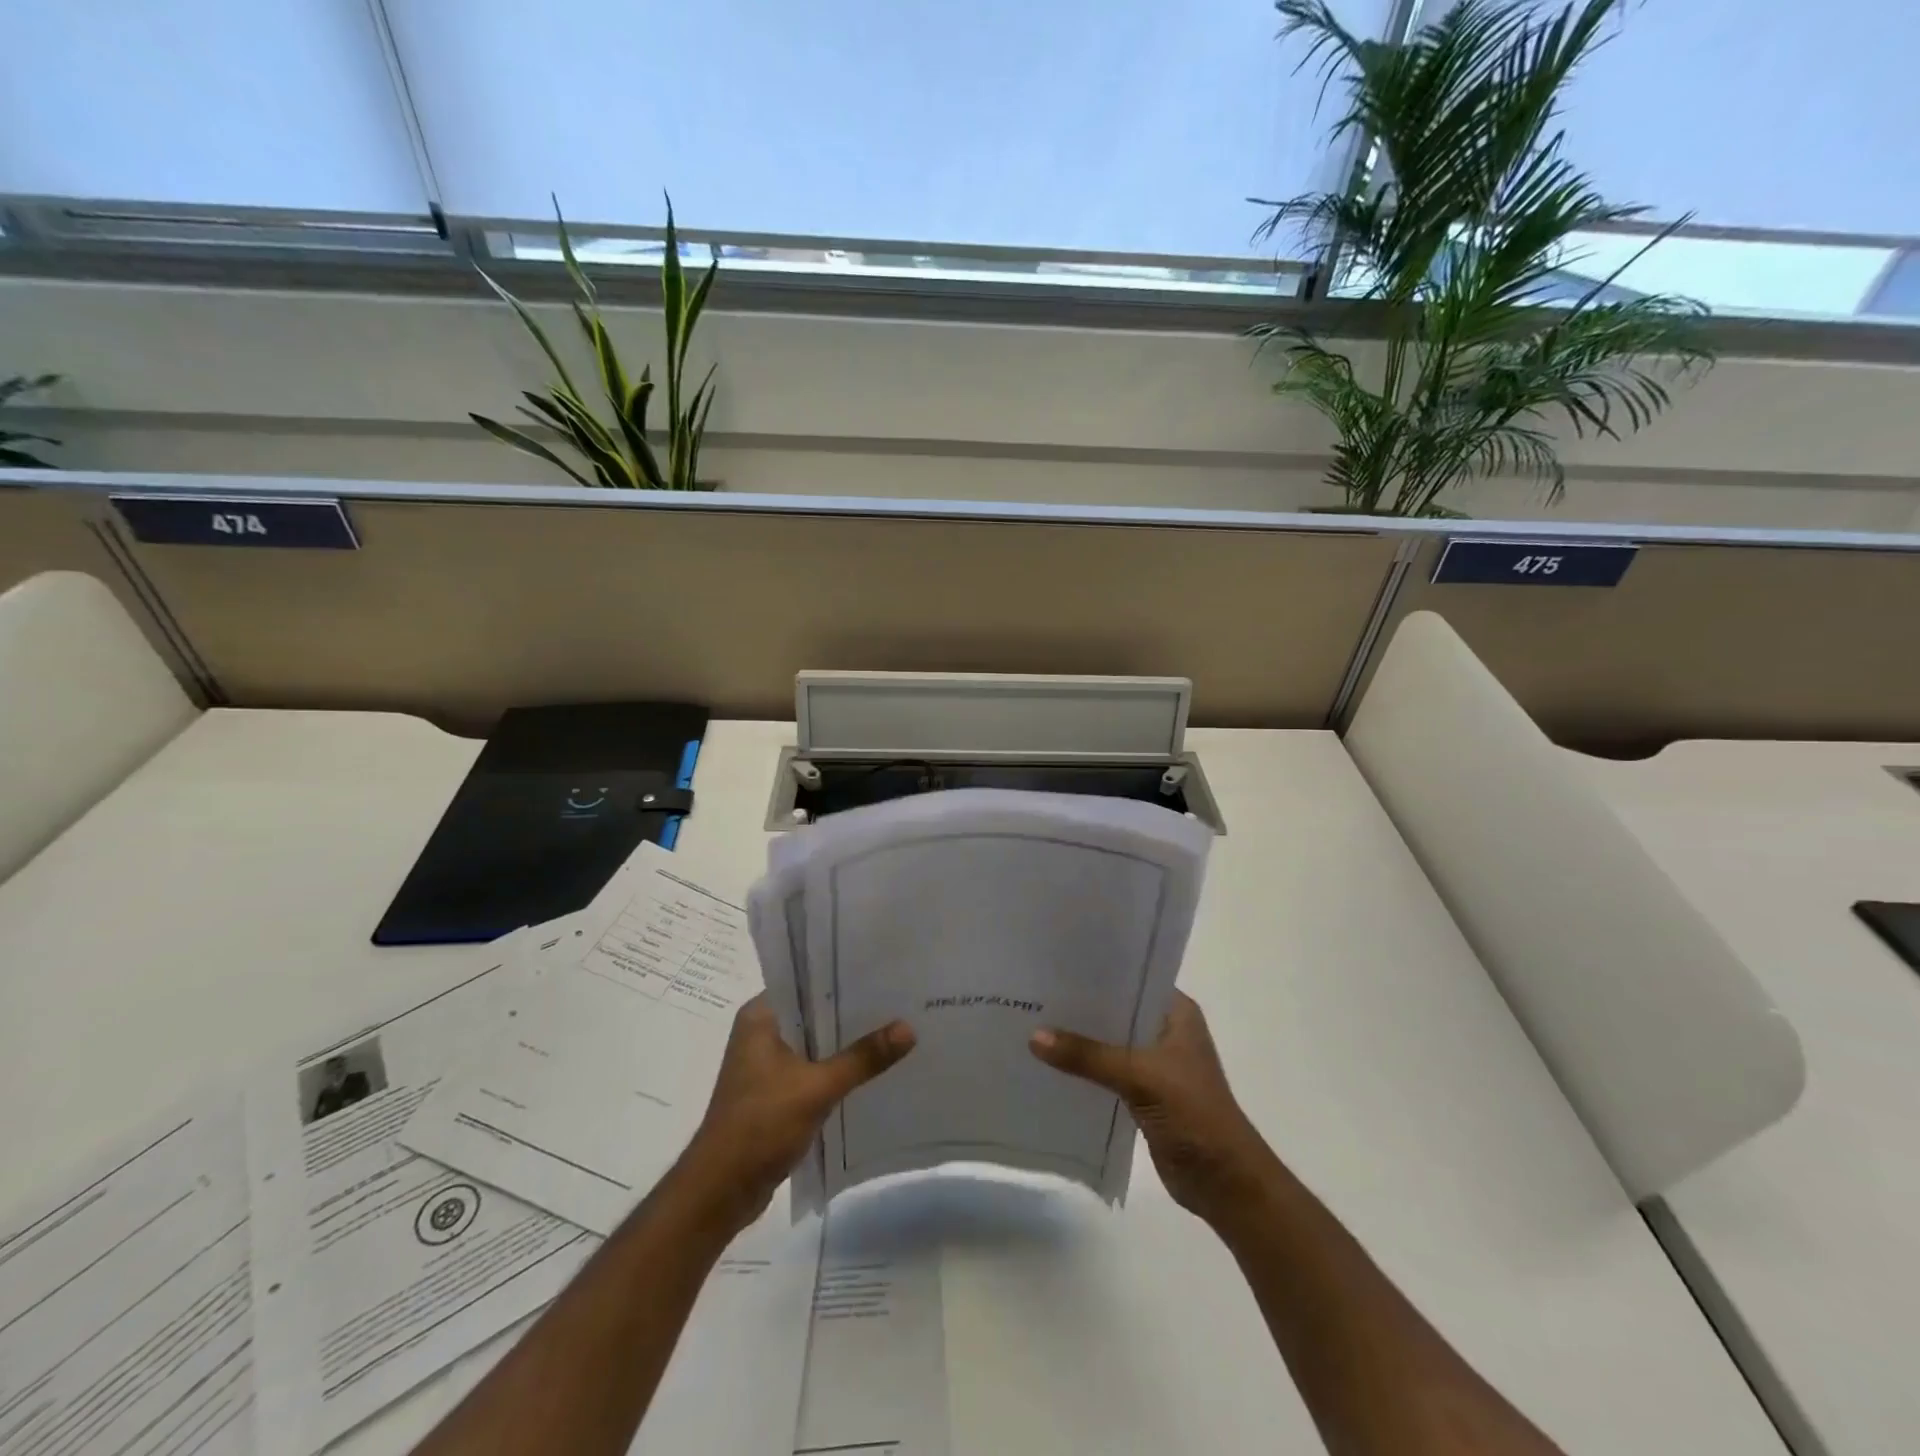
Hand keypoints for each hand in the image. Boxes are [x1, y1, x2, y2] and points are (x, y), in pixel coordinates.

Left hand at [680, 995, 915, 1231]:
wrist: (720, 1192)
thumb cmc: (760, 1125)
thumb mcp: (817, 1087)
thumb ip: (862, 1058)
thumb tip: (909, 1028)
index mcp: (760, 1016)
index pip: (806, 980)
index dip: (843, 976)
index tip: (883, 971)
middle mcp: (760, 1032)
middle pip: (814, 1012)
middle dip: (852, 1011)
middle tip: (898, 999)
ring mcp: (766, 1064)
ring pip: (815, 1042)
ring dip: (846, 1043)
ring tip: (893, 1028)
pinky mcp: (774, 1092)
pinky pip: (813, 1068)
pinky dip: (836, 1068)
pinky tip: (871, 1068)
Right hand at [1030, 991, 1273, 1225]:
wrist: (1225, 1182)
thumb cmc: (1194, 1114)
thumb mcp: (1140, 1076)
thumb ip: (1088, 1055)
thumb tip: (1033, 1036)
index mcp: (1176, 1011)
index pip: (1131, 977)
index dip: (1095, 971)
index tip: (1053, 964)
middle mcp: (1164, 1030)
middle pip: (1114, 1010)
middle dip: (1079, 1006)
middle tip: (1032, 992)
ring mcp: (1154, 1063)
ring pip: (1108, 1042)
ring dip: (1079, 1039)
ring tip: (1031, 1022)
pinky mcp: (1142, 1093)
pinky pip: (1105, 1071)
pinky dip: (1083, 1068)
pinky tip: (1048, 1063)